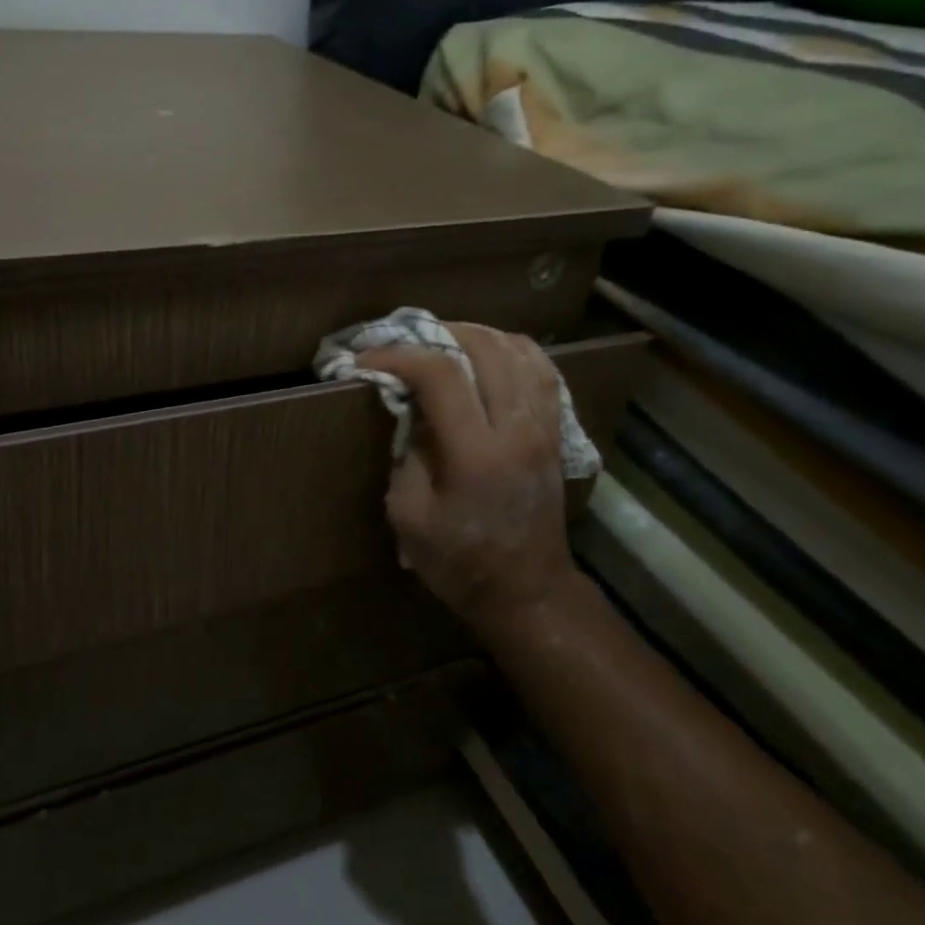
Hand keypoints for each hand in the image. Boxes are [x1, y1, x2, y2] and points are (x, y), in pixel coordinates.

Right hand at [356, 324, 575, 625]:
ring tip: (445, 340)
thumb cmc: (459, 562)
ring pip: (519, 351)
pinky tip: (490, 354)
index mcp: (476, 452)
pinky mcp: (556, 432)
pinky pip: (543, 371)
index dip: (399, 356)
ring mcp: (544, 427)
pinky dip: (513, 350)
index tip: (367, 359)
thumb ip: (407, 454)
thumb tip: (411, 411)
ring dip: (477, 335)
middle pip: (485, 348)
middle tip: (406, 342)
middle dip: (438, 333)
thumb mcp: (409, 515)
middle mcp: (517, 428)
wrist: (528, 591)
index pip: (440, 374)